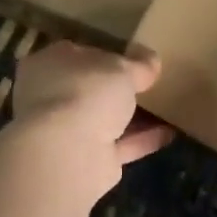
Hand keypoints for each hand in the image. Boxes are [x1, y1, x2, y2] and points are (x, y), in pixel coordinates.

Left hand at [8, 41, 173, 182]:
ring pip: (103, 120)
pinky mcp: (84, 161)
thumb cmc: (85, 93)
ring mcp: (64, 132)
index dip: (106, 56)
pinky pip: (118, 145)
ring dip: (131, 117)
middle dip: (116, 89)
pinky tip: (169, 132)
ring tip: (165, 108)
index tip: (134, 58)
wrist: (66, 154)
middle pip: (89, 90)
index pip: (77, 55)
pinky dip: (141, 140)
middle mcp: (49, 98)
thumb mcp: (120, 69)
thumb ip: (138, 64)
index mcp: (46, 65)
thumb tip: (151, 59)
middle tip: (149, 84)